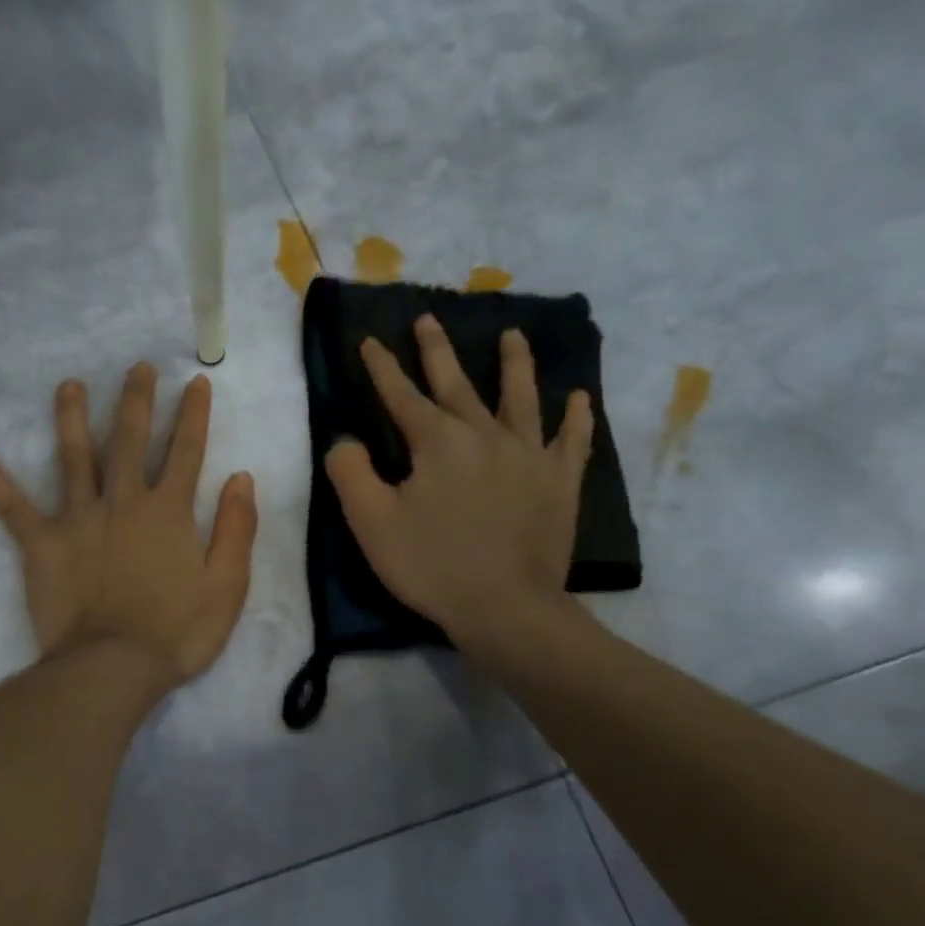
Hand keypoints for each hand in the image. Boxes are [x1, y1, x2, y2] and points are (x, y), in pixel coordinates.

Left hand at [0, 364, 258, 693]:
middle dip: (136, 401)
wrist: (113, 666)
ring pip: (74, 458)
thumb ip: (236, 529)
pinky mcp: (43, 544)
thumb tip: (241, 478)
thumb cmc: (177, 631)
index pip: (186, 451)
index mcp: (168, 511)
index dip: (193, 415)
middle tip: (137, 367)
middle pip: (129, 440)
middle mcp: (123, 502)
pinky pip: (14, 508)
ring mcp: (79, 519)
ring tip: (69, 385)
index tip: (196, 382)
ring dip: (72, 418)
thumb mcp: (227, 586)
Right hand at [325, 317, 592, 665]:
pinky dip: (576, 418)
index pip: (401, 395)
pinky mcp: (559, 482)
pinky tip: (579, 398)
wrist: (504, 607)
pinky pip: (572, 441)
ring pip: (521, 398)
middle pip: (457, 383)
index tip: (369, 340)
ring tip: (513, 335)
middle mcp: (485, 435)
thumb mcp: (370, 522)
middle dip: (437, 350)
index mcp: (437, 442)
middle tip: (429, 318)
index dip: (381, 367)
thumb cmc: (430, 564)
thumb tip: (346, 440)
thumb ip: (350, 472)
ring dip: (514, 364)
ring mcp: (529, 455)